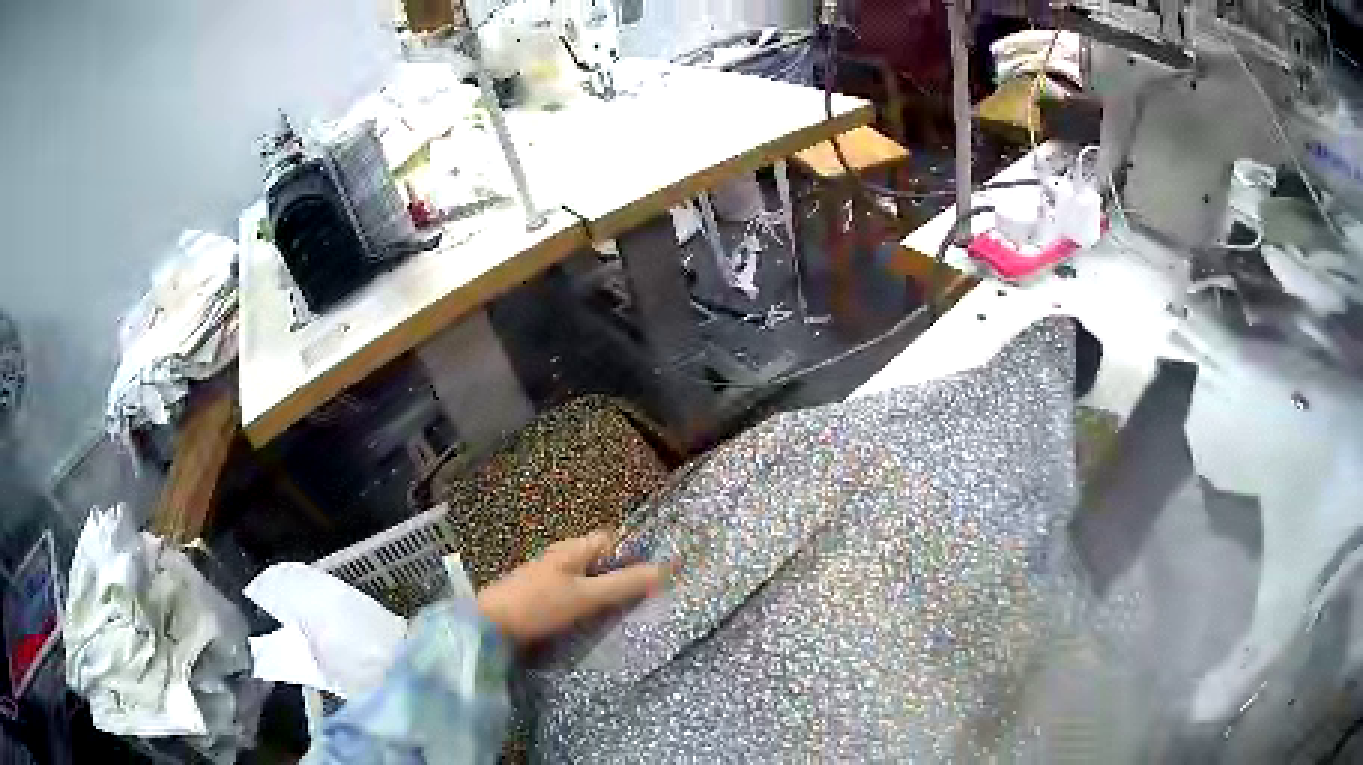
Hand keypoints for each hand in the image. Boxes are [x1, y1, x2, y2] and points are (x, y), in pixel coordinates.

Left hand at [477, 530, 666, 645]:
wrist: (490, 627)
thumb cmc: (538, 605)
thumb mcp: (585, 596)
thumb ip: (623, 584)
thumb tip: (663, 569)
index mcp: (572, 549)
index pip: (612, 540)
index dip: (635, 552)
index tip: (659, 573)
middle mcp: (561, 558)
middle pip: (601, 562)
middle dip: (624, 577)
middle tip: (650, 598)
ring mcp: (549, 579)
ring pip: (588, 582)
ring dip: (606, 594)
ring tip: (630, 614)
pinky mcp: (542, 599)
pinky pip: (575, 597)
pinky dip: (589, 606)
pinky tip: (598, 623)